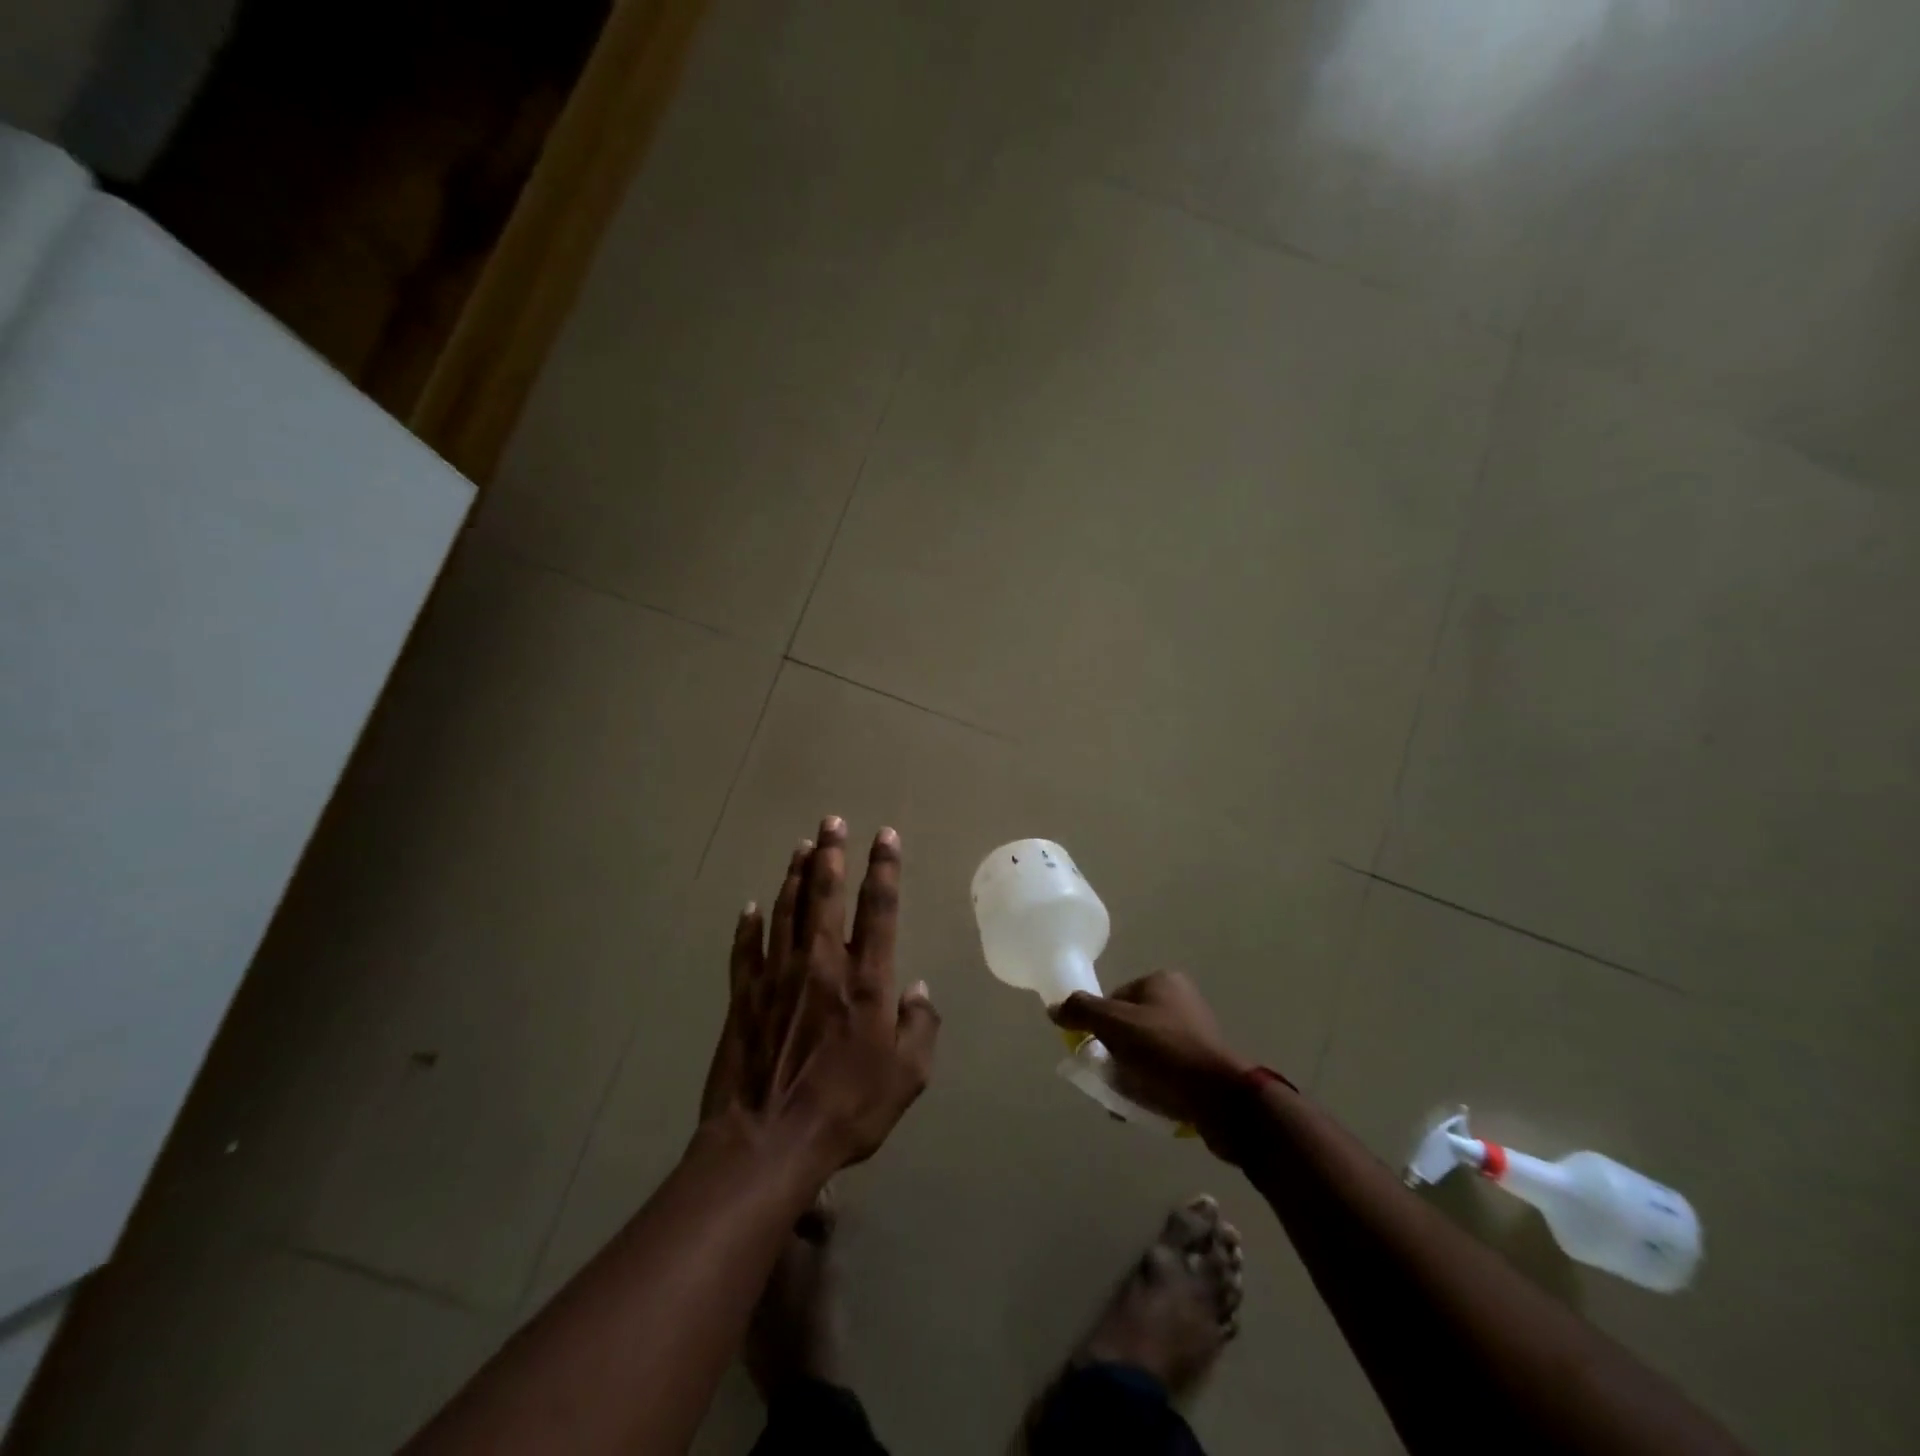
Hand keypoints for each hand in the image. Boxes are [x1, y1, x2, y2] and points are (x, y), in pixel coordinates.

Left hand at [700, 817, 939, 1170]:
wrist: (768, 1143)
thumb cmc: (846, 1109)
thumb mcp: (906, 1077)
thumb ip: (920, 1027)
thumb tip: (918, 989)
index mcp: (865, 980)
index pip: (879, 908)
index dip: (884, 867)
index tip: (885, 834)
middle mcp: (822, 964)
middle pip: (826, 894)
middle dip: (831, 853)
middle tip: (831, 821)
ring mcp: (778, 976)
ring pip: (786, 910)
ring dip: (795, 875)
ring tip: (801, 847)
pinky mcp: (744, 996)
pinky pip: (746, 949)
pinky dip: (749, 925)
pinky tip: (752, 907)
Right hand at [1050, 971, 1248, 1126]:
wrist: (1220, 1099)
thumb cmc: (1164, 1050)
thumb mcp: (1115, 1024)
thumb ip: (1081, 1011)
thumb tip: (1054, 1008)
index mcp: (1162, 981)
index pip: (1115, 998)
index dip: (1101, 1025)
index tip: (1097, 1050)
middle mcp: (1180, 1001)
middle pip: (1128, 1026)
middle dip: (1114, 1053)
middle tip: (1107, 1077)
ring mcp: (1195, 1034)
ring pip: (1144, 1052)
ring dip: (1129, 1073)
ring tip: (1121, 1098)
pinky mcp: (1203, 1066)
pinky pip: (1164, 1072)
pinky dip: (1149, 1086)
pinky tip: (1141, 1107)